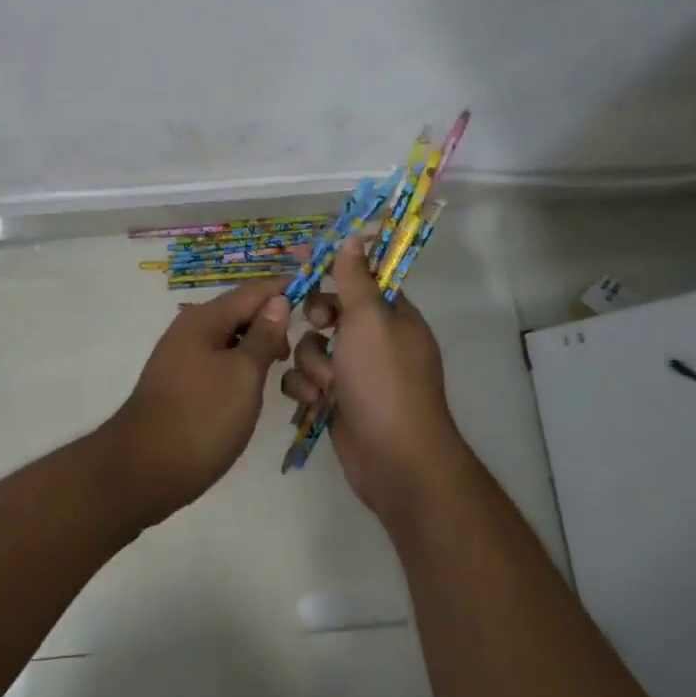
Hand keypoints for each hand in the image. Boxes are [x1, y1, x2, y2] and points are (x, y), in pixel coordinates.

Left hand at [104, 277, 292, 524]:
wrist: (144, 470)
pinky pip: (219, 361)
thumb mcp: (244, 374)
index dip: (284, 290)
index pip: (253, 291)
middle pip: (241, 313)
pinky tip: (257, 386)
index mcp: (205, 318)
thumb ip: (264, 335)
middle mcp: (190, 329)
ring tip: (287, 369)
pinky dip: (242, 366)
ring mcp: (182, 356)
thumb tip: (277, 300)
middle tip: (306, 347)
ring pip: (230, 340)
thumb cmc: (202, 417)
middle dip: (274, 323)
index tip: (318, 296)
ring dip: (259, 348)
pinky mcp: (181, 383)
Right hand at [281, 235, 468, 520]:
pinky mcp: (336, 401)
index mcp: (392, 316)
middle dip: (318, 321)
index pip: (361, 277)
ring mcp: (355, 373)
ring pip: (312, 347)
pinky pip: (306, 380)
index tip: (302, 256)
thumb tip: (355, 236)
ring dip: (312, 363)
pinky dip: (306, 389)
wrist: (393, 459)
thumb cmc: (384, 380)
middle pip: (329, 311)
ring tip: (327, 384)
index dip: (333, 265)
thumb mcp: (369, 320)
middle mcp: (374, 341)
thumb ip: (355, 278)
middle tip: (323, 328)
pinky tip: (315, 403)